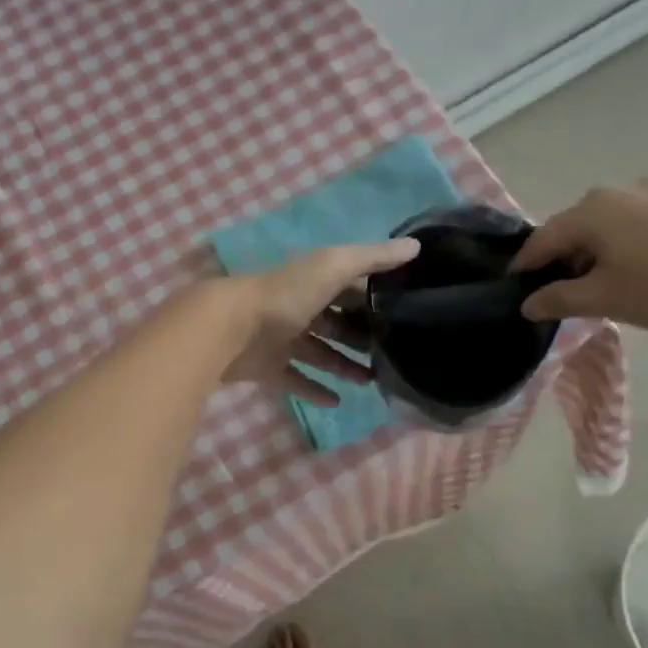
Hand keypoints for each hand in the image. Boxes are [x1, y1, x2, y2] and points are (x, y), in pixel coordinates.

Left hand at [222, 238, 419, 405]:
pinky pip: (297, 380)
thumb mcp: (334, 266)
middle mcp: (300, 308)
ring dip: (345, 366)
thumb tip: (416, 245)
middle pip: (337, 324)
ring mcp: (283, 339)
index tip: (405, 315)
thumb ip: (373, 257)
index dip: (375, 300)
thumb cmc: (286, 293)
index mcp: (315, 281)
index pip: (351, 288)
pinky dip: (315, 390)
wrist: (232, 327)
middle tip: (391, 355)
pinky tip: (337, 402)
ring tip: (372, 382)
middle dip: (362, 337)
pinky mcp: (270, 367)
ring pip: (321, 353)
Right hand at [510, 179, 647, 336]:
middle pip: (574, 228)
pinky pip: (636, 224)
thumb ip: (559, 299)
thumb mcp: (603, 299)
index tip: (514, 288)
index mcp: (591, 210)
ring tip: (596, 285)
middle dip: (561, 259)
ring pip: (606, 225)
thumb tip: (528, 304)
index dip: (525, 266)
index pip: (543, 239)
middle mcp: (618, 191)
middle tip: (556, 294)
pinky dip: (623, 244)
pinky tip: (633, 269)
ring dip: (594, 253)